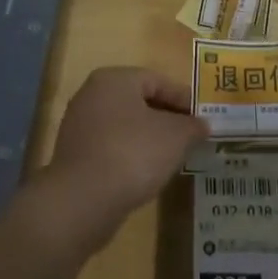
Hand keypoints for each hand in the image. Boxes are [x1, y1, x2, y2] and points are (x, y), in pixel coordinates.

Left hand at [31, 67, 206, 254]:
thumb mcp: (176, 136)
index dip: (184, 98)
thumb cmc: (134, 153)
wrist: (83, 200)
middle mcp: (91, 94)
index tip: (203, 117)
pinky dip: (130, 154)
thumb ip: (192, 126)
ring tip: (173, 155)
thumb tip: (201, 124)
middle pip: (139, 101)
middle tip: (191, 135)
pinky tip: (146, 172)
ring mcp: (78, 125)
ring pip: (124, 125)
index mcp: (114, 79)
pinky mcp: (74, 154)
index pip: (157, 80)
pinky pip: (111, 146)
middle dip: (167, 117)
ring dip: (149, 137)